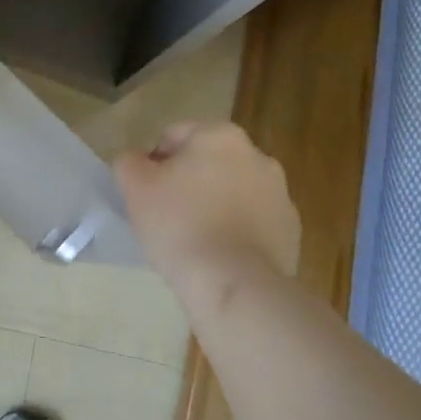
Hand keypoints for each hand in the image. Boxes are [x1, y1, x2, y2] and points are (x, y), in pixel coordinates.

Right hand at [114, 121, 300, 294]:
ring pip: (232, 191)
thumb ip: (129, 162)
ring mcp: (280, 194)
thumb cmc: (180, 224)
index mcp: (220, 135)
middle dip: (188, 182)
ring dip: (214, 204)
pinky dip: (237, 231)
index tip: (146, 195)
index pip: (173, 136)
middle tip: (167, 216)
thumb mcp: (135, 187)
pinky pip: (253, 222)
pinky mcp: (291, 231)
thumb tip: (137, 161)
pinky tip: (220, 255)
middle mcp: (257, 155)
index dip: (153, 164)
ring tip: (194, 239)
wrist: (234, 284)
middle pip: (207, 162)